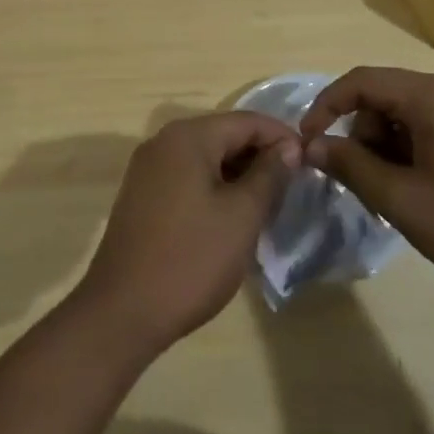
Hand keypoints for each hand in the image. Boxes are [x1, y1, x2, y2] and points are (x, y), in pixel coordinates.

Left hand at [73, 112, 298, 354]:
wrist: (122, 311)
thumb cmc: (191, 259)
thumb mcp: (242, 216)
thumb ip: (269, 175)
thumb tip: (288, 147)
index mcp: (188, 137)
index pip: (246, 121)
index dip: (282, 137)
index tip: (311, 160)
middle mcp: (164, 142)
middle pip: (224, 135)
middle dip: (260, 155)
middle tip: (293, 186)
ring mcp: (148, 169)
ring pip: (206, 157)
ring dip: (238, 173)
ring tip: (269, 202)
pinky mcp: (142, 195)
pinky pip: (188, 176)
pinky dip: (214, 187)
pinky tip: (232, 215)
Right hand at [298, 67, 433, 302]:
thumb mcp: (404, 201)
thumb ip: (352, 167)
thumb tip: (312, 146)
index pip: (362, 81)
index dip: (326, 107)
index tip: (308, 142)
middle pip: (386, 96)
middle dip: (363, 134)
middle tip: (364, 183)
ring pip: (408, 112)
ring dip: (389, 146)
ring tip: (396, 195)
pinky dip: (414, 149)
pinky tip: (423, 190)